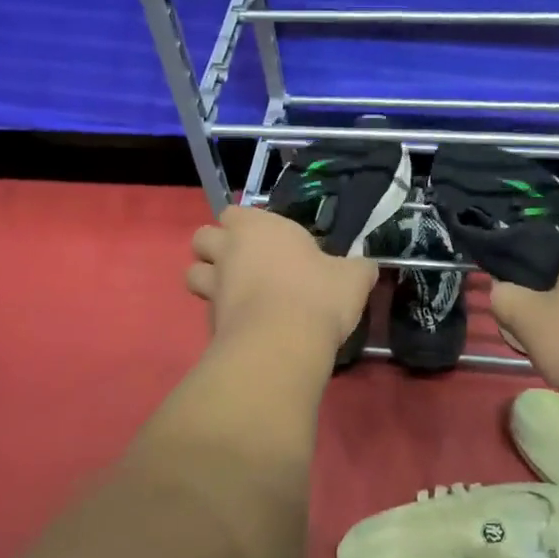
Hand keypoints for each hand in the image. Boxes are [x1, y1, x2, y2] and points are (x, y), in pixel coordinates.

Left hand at [186, 206, 377, 352]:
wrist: (282, 344)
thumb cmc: (317, 295)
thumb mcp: (353, 278)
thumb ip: (357, 268)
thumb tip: (365, 267)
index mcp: (259, 228)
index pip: (234, 213)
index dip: (245, 224)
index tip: (267, 240)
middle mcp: (229, 250)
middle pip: (202, 237)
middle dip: (215, 247)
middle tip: (243, 263)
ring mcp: (214, 287)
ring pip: (193, 273)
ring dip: (208, 279)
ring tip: (234, 293)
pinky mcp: (209, 321)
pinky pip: (207, 311)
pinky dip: (220, 315)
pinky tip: (243, 326)